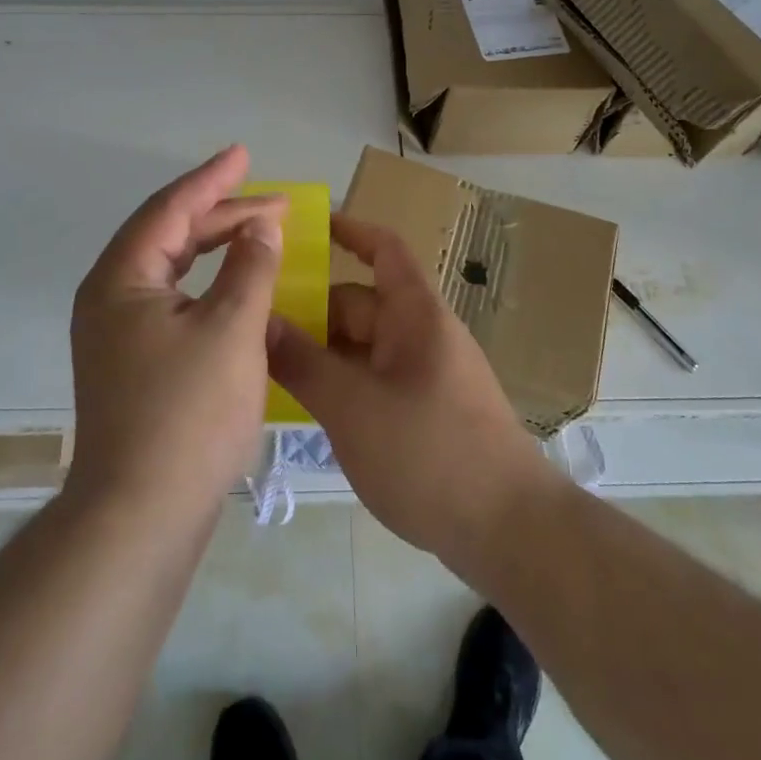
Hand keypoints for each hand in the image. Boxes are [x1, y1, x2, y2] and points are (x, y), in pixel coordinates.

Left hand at [66, 145, 285, 517]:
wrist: (141, 516)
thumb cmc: (188, 414)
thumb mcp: (232, 329)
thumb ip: (251, 267)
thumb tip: (260, 226)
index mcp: (122, 279)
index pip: (170, 209)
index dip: (211, 179)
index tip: (243, 154)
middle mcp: (110, 298)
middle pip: (170, 236)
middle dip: (222, 214)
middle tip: (273, 202)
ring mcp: (118, 334)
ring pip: (173, 270)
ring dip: (216, 248)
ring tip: (261, 233)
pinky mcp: (133, 363)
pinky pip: (174, 301)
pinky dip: (209, 285)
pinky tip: (238, 289)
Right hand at [266, 214, 561, 568]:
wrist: (507, 530)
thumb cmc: (429, 452)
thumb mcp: (352, 406)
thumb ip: (302, 362)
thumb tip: (259, 321)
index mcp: (415, 314)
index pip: (383, 249)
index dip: (348, 231)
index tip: (303, 229)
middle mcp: (421, 335)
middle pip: (359, 304)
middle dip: (311, 310)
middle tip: (253, 325)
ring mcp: (424, 375)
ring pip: (362, 347)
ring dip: (321, 352)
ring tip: (265, 368)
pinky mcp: (424, 413)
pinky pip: (373, 380)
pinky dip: (340, 383)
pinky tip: (305, 407)